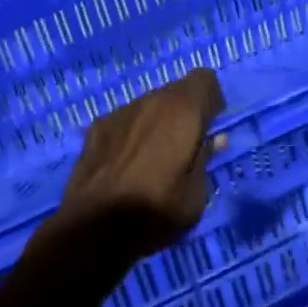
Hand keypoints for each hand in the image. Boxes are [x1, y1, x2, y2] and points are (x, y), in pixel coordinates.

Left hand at [48, 67, 225, 269]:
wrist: (94, 228)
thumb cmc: (156, 210)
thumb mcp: (196, 193)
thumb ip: (205, 158)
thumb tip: (213, 139)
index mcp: (182, 110)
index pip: (205, 78)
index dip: (212, 100)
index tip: (211, 127)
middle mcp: (151, 100)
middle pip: (176, 91)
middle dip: (185, 113)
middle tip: (185, 148)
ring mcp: (120, 112)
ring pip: (148, 106)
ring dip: (157, 122)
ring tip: (153, 159)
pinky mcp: (96, 127)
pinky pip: (125, 121)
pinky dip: (132, 134)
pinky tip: (125, 164)